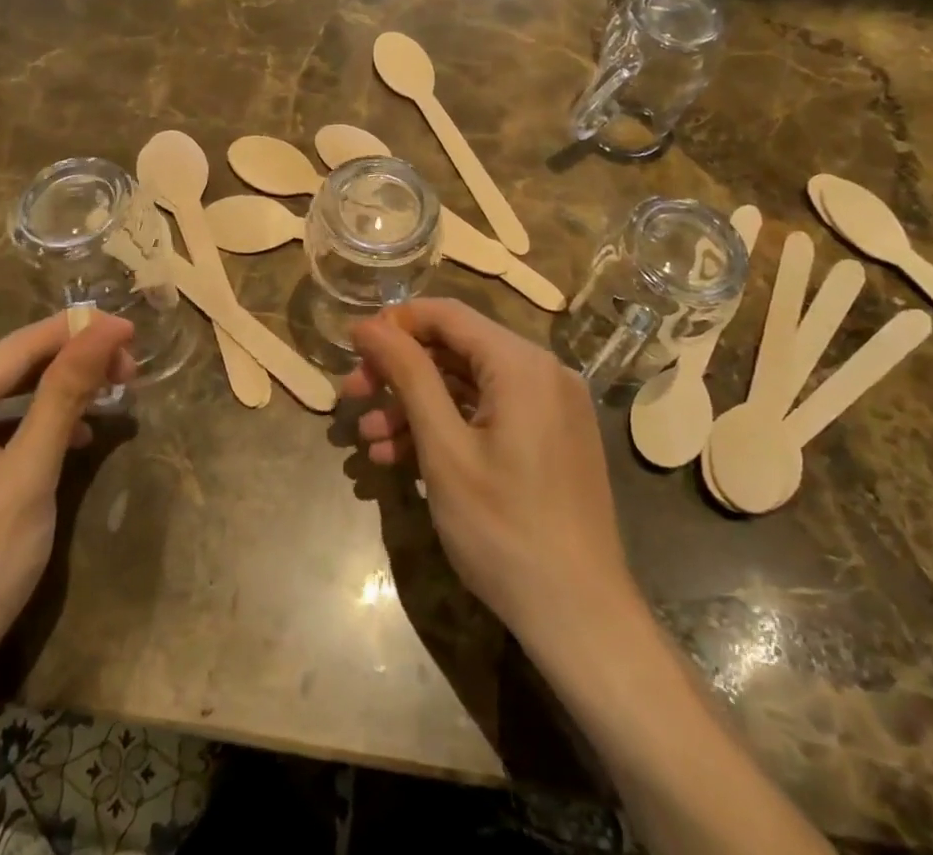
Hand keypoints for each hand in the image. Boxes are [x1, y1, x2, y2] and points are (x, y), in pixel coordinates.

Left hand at [0, 311, 135, 706]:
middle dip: (70, 364)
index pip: (15, 349)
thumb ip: (65, 394)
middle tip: (129, 370)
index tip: (132, 328)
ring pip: (1, 400)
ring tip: (110, 394)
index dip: (78, 333)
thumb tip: (105, 327)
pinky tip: (71, 438)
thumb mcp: (28, 477)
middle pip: (6, 371)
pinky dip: (33, 428)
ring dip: (56, 395)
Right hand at [343, 299, 633, 644]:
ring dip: (415, 406)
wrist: (580, 619)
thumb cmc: (504, 530)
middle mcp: (543, 372)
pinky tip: (402, 459)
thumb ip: (408, 376)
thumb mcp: (444, 449)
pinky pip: (489, 414)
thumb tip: (369, 325)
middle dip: (400, 372)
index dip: (395, 324)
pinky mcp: (550, 439)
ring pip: (468, 385)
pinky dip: (447, 428)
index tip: (353, 349)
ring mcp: (551, 407)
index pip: (447, 314)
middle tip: (352, 396)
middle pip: (456, 349)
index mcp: (522, 363)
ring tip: (368, 441)